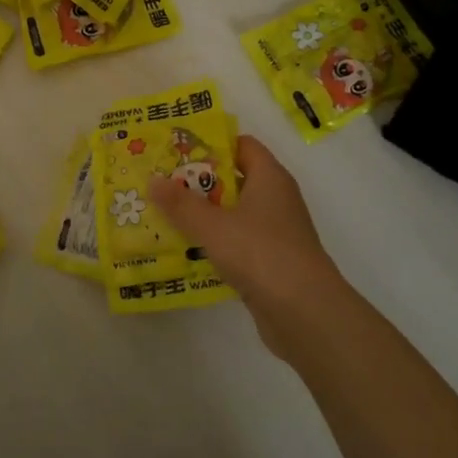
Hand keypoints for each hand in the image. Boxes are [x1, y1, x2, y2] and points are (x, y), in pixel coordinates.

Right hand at [148, 135, 354, 364]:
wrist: (304, 313)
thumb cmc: (261, 253)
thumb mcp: (213, 225)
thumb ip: (181, 203)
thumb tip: (153, 180)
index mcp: (270, 178)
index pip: (241, 145)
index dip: (211, 144)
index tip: (177, 150)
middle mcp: (276, 199)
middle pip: (234, 179)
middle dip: (198, 182)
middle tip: (162, 183)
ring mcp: (275, 232)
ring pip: (234, 213)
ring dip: (204, 214)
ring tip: (164, 215)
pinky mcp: (271, 262)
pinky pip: (237, 242)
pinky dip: (215, 243)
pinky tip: (186, 250)